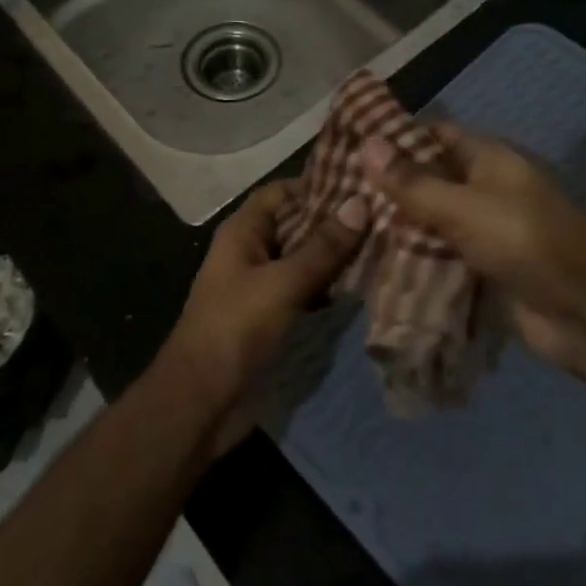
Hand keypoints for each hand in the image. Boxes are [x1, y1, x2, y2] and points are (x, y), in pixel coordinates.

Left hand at [161, 181, 366, 420]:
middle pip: (295, 225)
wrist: (202, 401)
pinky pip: (304, 291)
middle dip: (333, 222)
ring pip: (302, 260)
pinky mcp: (270, 317)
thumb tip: (360, 203)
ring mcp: (260, 286)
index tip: (360, 185)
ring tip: (383, 246)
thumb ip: (322, 247)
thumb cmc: (236, 327)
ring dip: (334, 256)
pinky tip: (361, 288)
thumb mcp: (283, 283)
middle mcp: (251, 251)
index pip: (281, 193)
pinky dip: (328, 287)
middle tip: (383, 216)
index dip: (316, 185)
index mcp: (243, 231)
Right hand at [365, 126, 585, 384]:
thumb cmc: (525, 241)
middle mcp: (486, 189)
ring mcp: (487, 231)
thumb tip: (367, 144)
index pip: (434, 135)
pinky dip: (415, 261)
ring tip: (347, 230)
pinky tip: (375, 266)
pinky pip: (442, 258)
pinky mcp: (485, 270)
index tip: (350, 146)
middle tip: (338, 194)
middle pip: (430, 179)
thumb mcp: (463, 206)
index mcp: (489, 159)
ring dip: (399, 227)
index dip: (396, 138)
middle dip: (390, 187)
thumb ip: (413, 182)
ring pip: (432, 222)